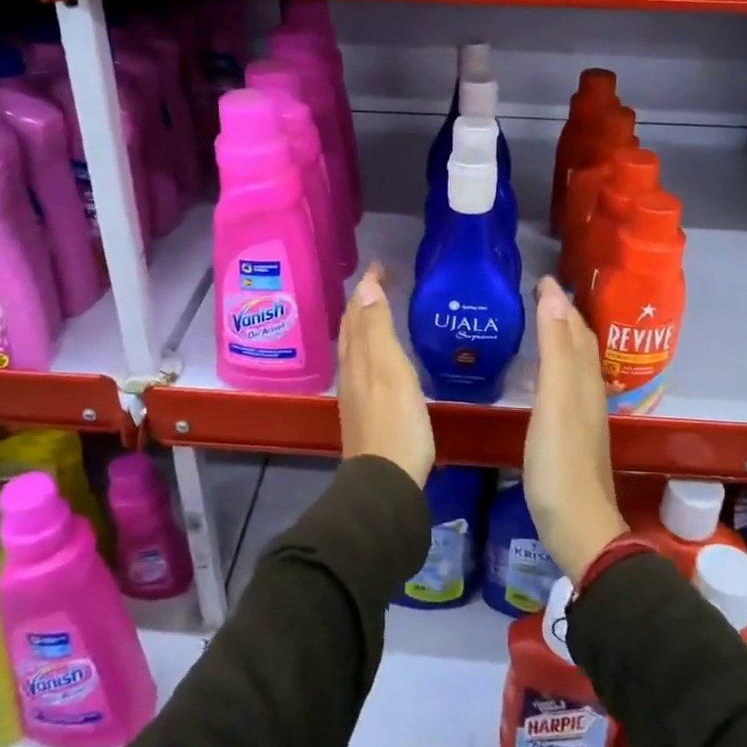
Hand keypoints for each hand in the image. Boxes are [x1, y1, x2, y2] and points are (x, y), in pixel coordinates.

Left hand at [337, 263, 434, 487]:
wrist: (386, 480)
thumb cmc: (396, 422)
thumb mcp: (391, 371)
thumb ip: (378, 331)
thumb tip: (365, 289)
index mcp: (358, 357)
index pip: (357, 312)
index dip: (366, 287)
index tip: (380, 266)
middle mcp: (351, 371)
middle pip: (351, 328)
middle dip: (361, 301)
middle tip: (378, 281)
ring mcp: (356, 392)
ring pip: (354, 346)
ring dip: (363, 323)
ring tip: (376, 309)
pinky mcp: (365, 410)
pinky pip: (362, 365)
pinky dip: (368, 346)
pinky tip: (379, 356)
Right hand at [523, 276, 625, 581]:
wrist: (577, 525)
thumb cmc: (560, 462)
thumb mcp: (555, 400)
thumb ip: (554, 349)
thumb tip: (555, 295)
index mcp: (584, 380)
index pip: (575, 329)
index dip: (561, 302)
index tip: (542, 278)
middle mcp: (588, 392)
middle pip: (580, 344)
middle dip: (564, 316)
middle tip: (540, 294)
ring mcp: (582, 416)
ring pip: (575, 365)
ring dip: (562, 340)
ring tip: (542, 324)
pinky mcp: (571, 436)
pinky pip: (566, 386)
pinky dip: (556, 367)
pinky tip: (544, 378)